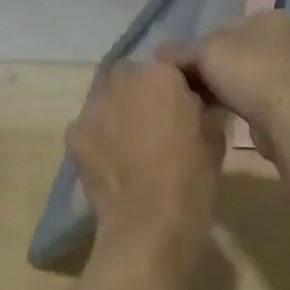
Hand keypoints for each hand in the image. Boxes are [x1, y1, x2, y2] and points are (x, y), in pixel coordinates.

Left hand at [67, 60, 223, 275]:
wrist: (149, 224)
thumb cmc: (192, 178)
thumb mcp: (215, 136)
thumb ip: (203, 107)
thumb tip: (197, 100)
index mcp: (160, 75)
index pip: (166, 65)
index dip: (173, 84)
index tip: (181, 104)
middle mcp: (123, 80)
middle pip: (130, 74)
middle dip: (140, 90)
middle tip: (154, 119)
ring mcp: (93, 106)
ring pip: (105, 96)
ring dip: (117, 108)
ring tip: (130, 139)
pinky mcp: (74, 134)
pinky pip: (89, 124)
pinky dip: (99, 134)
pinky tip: (112, 158)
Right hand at [157, 11, 289, 158]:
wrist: (288, 121)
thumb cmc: (249, 72)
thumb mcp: (206, 53)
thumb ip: (180, 50)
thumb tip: (158, 52)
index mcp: (270, 17)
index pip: (223, 26)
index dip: (197, 45)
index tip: (180, 65)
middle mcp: (284, 39)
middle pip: (232, 50)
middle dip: (208, 66)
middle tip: (185, 83)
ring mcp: (289, 70)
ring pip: (240, 73)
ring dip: (219, 85)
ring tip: (196, 99)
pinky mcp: (288, 98)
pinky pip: (251, 93)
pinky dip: (233, 99)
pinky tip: (215, 110)